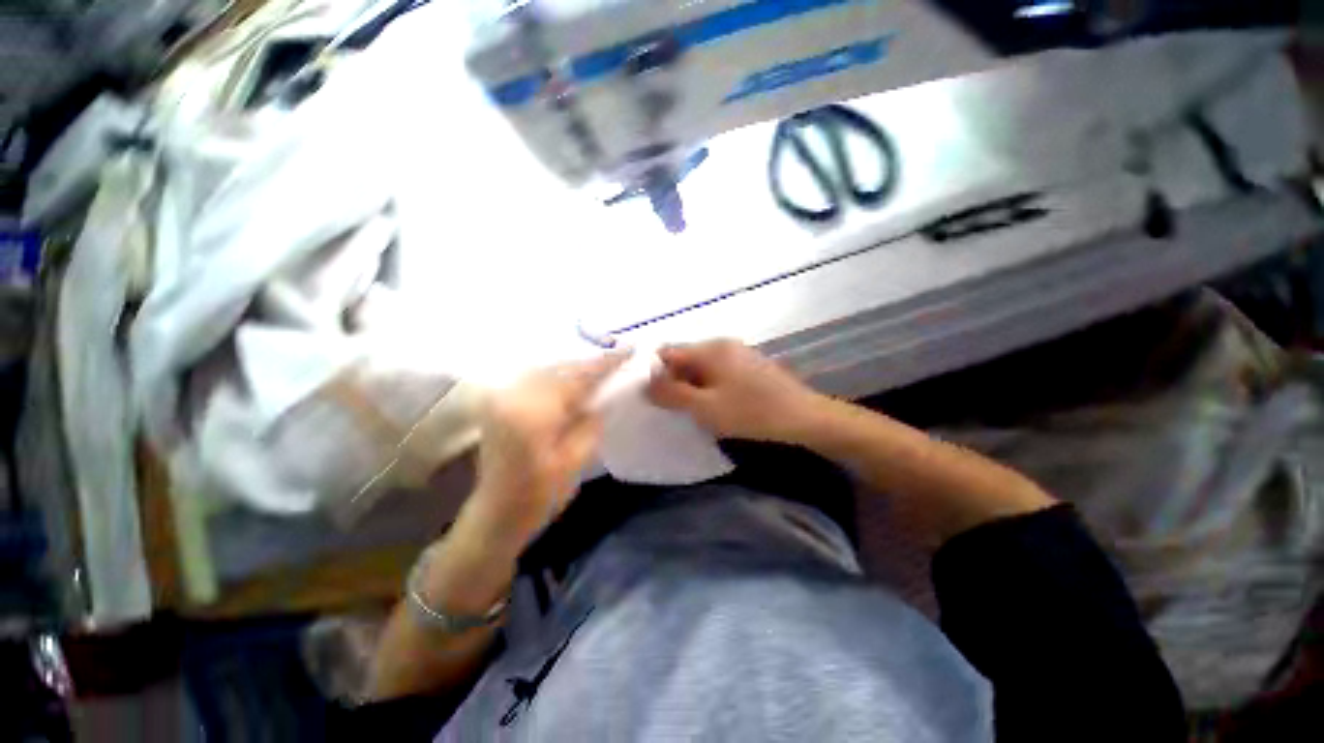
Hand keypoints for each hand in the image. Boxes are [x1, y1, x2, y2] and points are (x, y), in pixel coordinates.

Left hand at [463, 353, 627, 550]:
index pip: (578, 378)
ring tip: (600, 370)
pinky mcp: (500, 401)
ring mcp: (503, 396)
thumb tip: (601, 397)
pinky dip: (558, 377)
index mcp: (534, 412)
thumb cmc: (540, 495)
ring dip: (575, 369)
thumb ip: (591, 422)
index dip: (606, 363)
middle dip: (591, 364)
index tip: (630, 350)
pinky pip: (536, 378)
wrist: (496, 514)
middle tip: (618, 359)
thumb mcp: (576, 460)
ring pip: (548, 370)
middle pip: (561, 368)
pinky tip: (574, 382)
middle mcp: (514, 395)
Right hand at [646, 340, 824, 443]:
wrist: (804, 418)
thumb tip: (646, 384)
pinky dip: (709, 386)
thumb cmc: (751, 413)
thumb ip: (672, 394)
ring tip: (694, 410)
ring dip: (692, 385)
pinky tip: (717, 405)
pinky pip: (719, 371)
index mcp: (710, 349)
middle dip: (674, 381)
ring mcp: (739, 353)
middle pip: (685, 358)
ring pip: (702, 366)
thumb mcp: (705, 408)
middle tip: (673, 408)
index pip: (668, 353)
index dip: (655, 373)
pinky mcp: (750, 365)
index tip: (652, 397)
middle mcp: (723, 344)